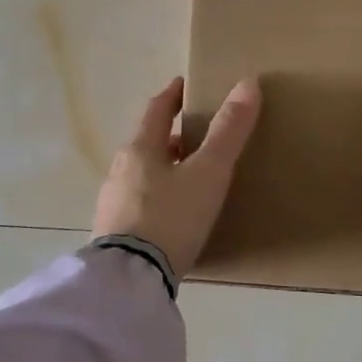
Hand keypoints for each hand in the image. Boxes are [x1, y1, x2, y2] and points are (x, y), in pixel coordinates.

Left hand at [92, 76, 262, 276]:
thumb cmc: (171, 216)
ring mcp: (112, 204)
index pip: (156, 110)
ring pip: (142, 175)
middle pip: (147, 144)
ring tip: (189, 178)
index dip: (172, 95)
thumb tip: (248, 83)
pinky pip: (138, 204)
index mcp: (140, 149)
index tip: (184, 86)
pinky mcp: (114, 234)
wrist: (131, 277)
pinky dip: (157, 198)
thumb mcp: (208, 173)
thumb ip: (228, 131)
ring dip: (164, 169)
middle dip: (171, 137)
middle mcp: (120, 171)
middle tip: (197, 137)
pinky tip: (172, 216)